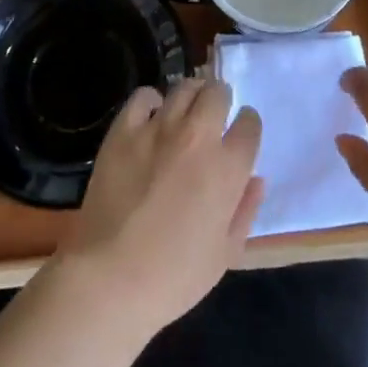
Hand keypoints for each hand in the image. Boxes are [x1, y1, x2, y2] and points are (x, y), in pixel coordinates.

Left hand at [54, 77, 264, 339]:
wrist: (110, 278)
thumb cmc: (175, 276)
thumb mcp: (226, 254)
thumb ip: (246, 210)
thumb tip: (256, 179)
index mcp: (227, 168)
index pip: (249, 124)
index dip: (247, 125)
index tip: (240, 133)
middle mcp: (197, 137)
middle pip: (218, 93)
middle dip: (221, 100)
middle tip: (214, 115)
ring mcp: (158, 129)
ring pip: (184, 88)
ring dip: (191, 95)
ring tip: (186, 110)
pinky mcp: (124, 130)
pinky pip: (143, 97)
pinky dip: (152, 102)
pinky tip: (151, 117)